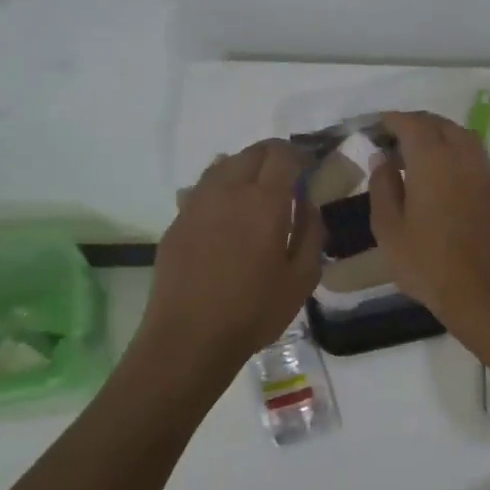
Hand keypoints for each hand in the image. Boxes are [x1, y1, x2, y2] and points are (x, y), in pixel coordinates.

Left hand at [139, 140, 324, 370]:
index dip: (301, 156)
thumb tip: (310, 204)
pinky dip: (221, 189)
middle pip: (252, 152)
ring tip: (257, 195)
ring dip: (246, 169)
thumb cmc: (254, 311)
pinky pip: (203, 189)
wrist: (189, 337)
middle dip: (275, 157)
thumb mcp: (302, 278)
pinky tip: (227, 216)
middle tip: (288, 181)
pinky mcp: (177, 220)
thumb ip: (312, 233)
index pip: (283, 155)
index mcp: (264, 201)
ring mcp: (197, 203)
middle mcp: (228, 190)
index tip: (311, 170)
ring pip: (224, 165)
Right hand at [368, 111, 489, 354]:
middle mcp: (464, 158)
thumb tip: (382, 159)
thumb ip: (383, 187)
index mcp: (433, 161)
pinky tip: (446, 180)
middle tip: (398, 138)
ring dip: (442, 138)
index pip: (413, 124)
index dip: (395, 120)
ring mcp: (488, 175)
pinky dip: (459, 158)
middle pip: (442, 125)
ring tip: (421, 156)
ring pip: (465, 140)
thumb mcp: (389, 230)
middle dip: (419, 125)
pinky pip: (478, 162)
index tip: (380, 124)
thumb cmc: (428, 264)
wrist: (485, 295)